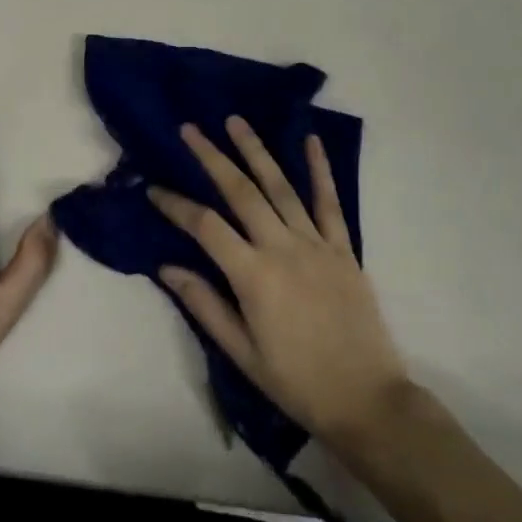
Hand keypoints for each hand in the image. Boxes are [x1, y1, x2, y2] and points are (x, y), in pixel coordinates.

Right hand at [149, 118, 409, 453]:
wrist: (367, 401)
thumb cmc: (297, 383)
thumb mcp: (242, 354)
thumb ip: (205, 305)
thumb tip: (167, 267)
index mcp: (254, 276)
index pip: (206, 227)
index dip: (176, 205)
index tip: (154, 188)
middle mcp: (283, 248)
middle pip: (241, 192)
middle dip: (212, 157)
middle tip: (190, 129)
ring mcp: (317, 244)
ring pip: (281, 186)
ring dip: (256, 150)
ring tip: (235, 121)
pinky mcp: (344, 248)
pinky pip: (330, 202)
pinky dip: (319, 169)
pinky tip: (310, 140)